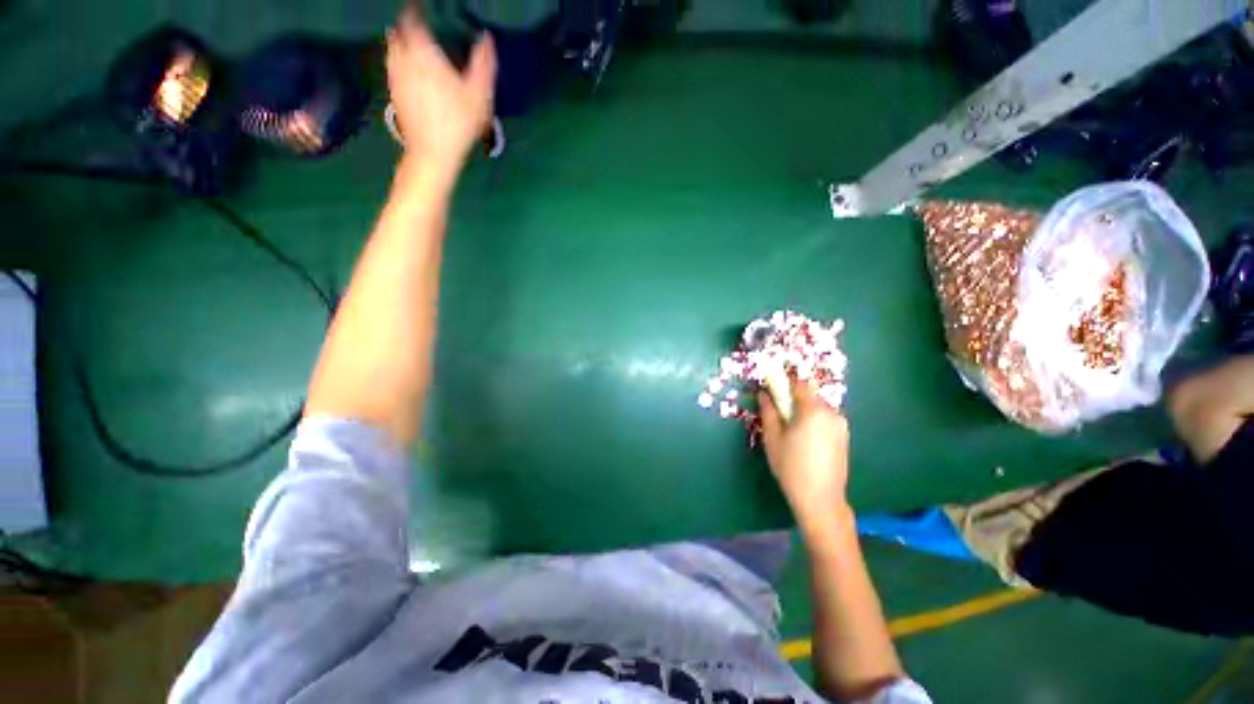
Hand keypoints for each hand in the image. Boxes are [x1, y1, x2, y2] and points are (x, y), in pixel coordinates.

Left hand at [386, 8, 496, 171]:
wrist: (433, 152)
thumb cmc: (458, 123)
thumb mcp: (479, 95)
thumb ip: (484, 64)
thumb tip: (487, 38)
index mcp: (423, 51)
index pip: (413, 17)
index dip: (418, 10)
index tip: (425, 8)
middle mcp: (403, 57)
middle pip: (399, 30)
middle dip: (408, 25)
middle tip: (422, 26)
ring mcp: (395, 75)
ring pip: (392, 47)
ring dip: (401, 41)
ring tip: (415, 43)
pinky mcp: (393, 91)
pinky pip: (392, 65)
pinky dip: (399, 60)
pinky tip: (410, 68)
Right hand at [759, 377, 850, 524]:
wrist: (820, 499)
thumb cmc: (791, 466)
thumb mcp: (772, 437)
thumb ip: (768, 411)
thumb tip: (764, 394)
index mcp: (814, 410)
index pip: (799, 383)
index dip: (784, 381)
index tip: (772, 386)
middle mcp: (832, 413)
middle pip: (810, 395)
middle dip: (793, 398)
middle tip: (779, 413)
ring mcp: (841, 426)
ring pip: (818, 408)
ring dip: (804, 411)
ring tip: (791, 430)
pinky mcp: (845, 437)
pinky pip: (826, 420)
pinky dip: (814, 421)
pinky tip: (805, 440)